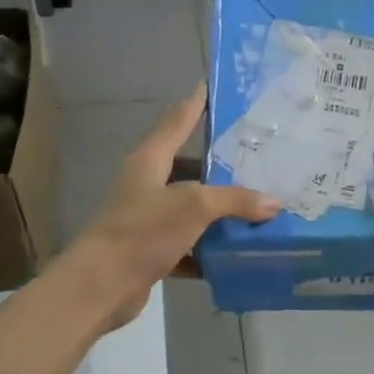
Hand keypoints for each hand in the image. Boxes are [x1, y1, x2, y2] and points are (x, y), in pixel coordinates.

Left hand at [65, 86, 278, 330]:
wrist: (100, 286)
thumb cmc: (143, 232)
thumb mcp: (194, 207)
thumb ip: (234, 200)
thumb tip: (273, 203)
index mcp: (149, 161)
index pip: (176, 122)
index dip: (194, 104)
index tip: (209, 86)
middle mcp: (145, 185)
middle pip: (187, 167)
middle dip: (218, 165)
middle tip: (255, 158)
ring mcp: (146, 220)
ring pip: (190, 208)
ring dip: (218, 211)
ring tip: (257, 206)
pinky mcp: (150, 252)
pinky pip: (188, 244)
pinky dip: (209, 248)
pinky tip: (235, 252)